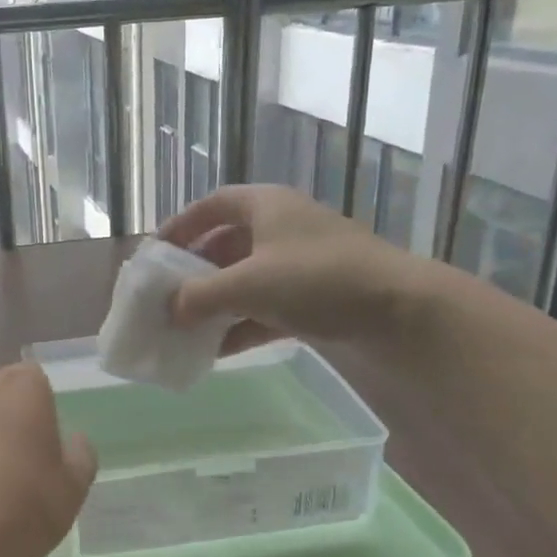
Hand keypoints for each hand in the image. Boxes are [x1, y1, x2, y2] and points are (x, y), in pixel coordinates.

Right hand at [158, 184, 429, 353]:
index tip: (156, 252)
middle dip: (195, 271)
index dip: (181, 224)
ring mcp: (300, 264)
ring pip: (245, 279)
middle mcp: (281, 228)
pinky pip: (265, 308)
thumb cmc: (317, 279)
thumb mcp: (248, 283)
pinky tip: (218, 350)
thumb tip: (169, 308)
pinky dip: (241, 325)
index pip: (213, 205)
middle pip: (226, 244)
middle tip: (169, 295)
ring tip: (186, 327)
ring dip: (216, 302)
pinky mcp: (314, 298)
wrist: (400, 312)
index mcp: (266, 206)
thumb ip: (200, 295)